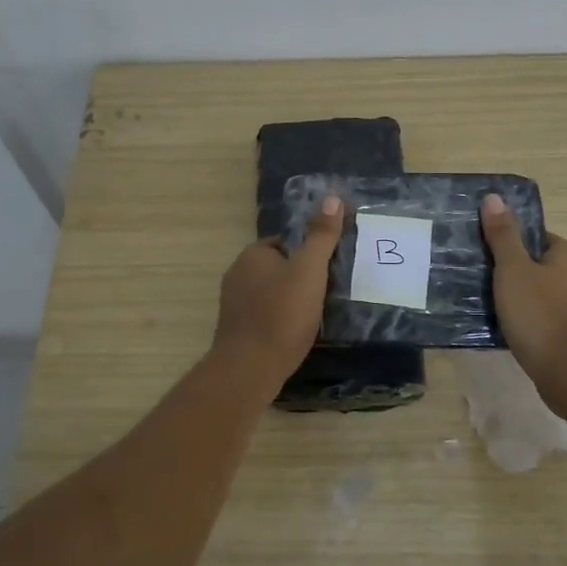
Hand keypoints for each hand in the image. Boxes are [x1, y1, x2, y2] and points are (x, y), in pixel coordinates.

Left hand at [210, 195, 344, 382]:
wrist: (249, 369)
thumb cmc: (281, 313)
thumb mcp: (309, 270)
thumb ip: (321, 235)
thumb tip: (332, 197)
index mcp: (252, 255)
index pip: (285, 241)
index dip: (309, 251)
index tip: (331, 265)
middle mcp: (237, 274)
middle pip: (278, 267)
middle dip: (300, 276)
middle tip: (329, 289)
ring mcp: (234, 305)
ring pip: (271, 293)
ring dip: (291, 300)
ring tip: (318, 312)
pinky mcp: (237, 330)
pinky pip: (265, 315)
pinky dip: (281, 319)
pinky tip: (297, 332)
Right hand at [480, 193, 566, 392]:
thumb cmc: (540, 315)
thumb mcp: (513, 270)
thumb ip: (502, 235)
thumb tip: (494, 197)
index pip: (533, 235)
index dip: (506, 241)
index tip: (480, 250)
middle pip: (534, 263)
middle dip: (507, 269)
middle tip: (475, 275)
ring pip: (536, 291)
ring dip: (514, 296)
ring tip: (482, 301)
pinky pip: (540, 316)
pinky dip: (523, 318)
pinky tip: (502, 325)